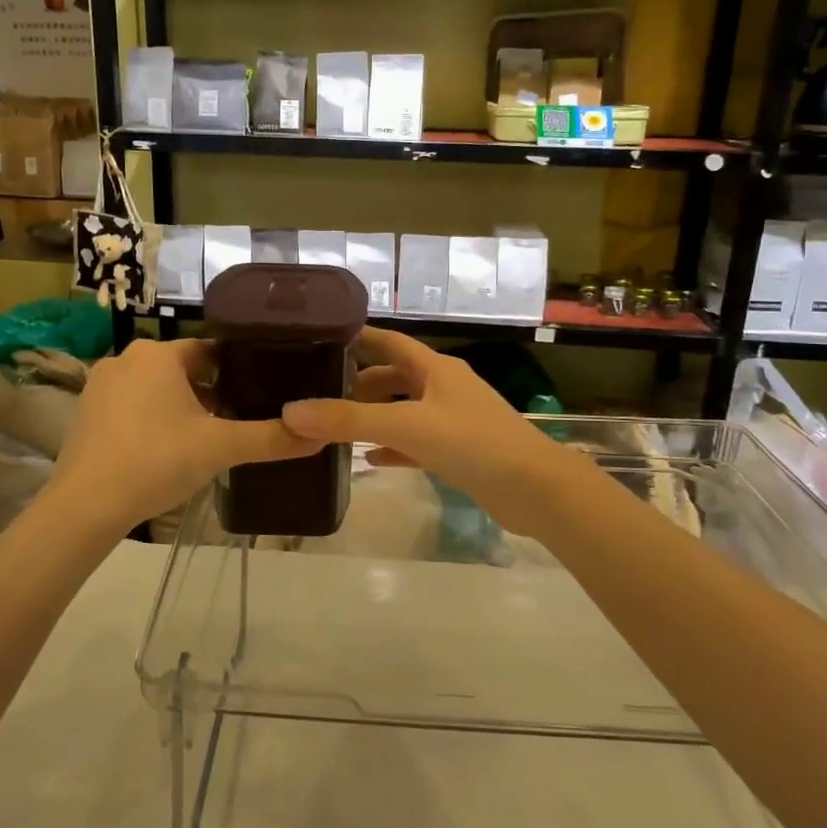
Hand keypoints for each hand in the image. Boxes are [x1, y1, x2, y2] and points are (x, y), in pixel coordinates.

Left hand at [49, 338, 320, 533]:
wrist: (86, 506)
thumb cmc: (156, 462)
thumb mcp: (221, 449)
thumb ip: (271, 438)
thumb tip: (321, 436)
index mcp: (159, 354)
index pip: (212, 350)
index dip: (239, 370)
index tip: (261, 391)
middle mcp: (127, 358)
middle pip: (184, 368)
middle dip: (212, 391)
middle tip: (238, 420)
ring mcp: (102, 384)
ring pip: (157, 386)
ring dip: (182, 405)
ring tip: (208, 437)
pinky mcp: (87, 411)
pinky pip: (133, 404)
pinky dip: (154, 418)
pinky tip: (167, 449)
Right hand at [282, 327, 578, 536]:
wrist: (535, 489)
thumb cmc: (473, 444)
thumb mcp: (406, 427)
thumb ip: (349, 421)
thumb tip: (291, 412)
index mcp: (436, 368)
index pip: (389, 342)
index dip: (358, 338)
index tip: (321, 339)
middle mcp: (445, 387)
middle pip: (394, 377)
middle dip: (359, 383)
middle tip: (319, 392)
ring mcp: (454, 420)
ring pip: (404, 411)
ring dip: (374, 416)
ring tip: (335, 426)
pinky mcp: (460, 451)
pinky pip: (417, 443)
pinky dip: (393, 447)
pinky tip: (370, 460)